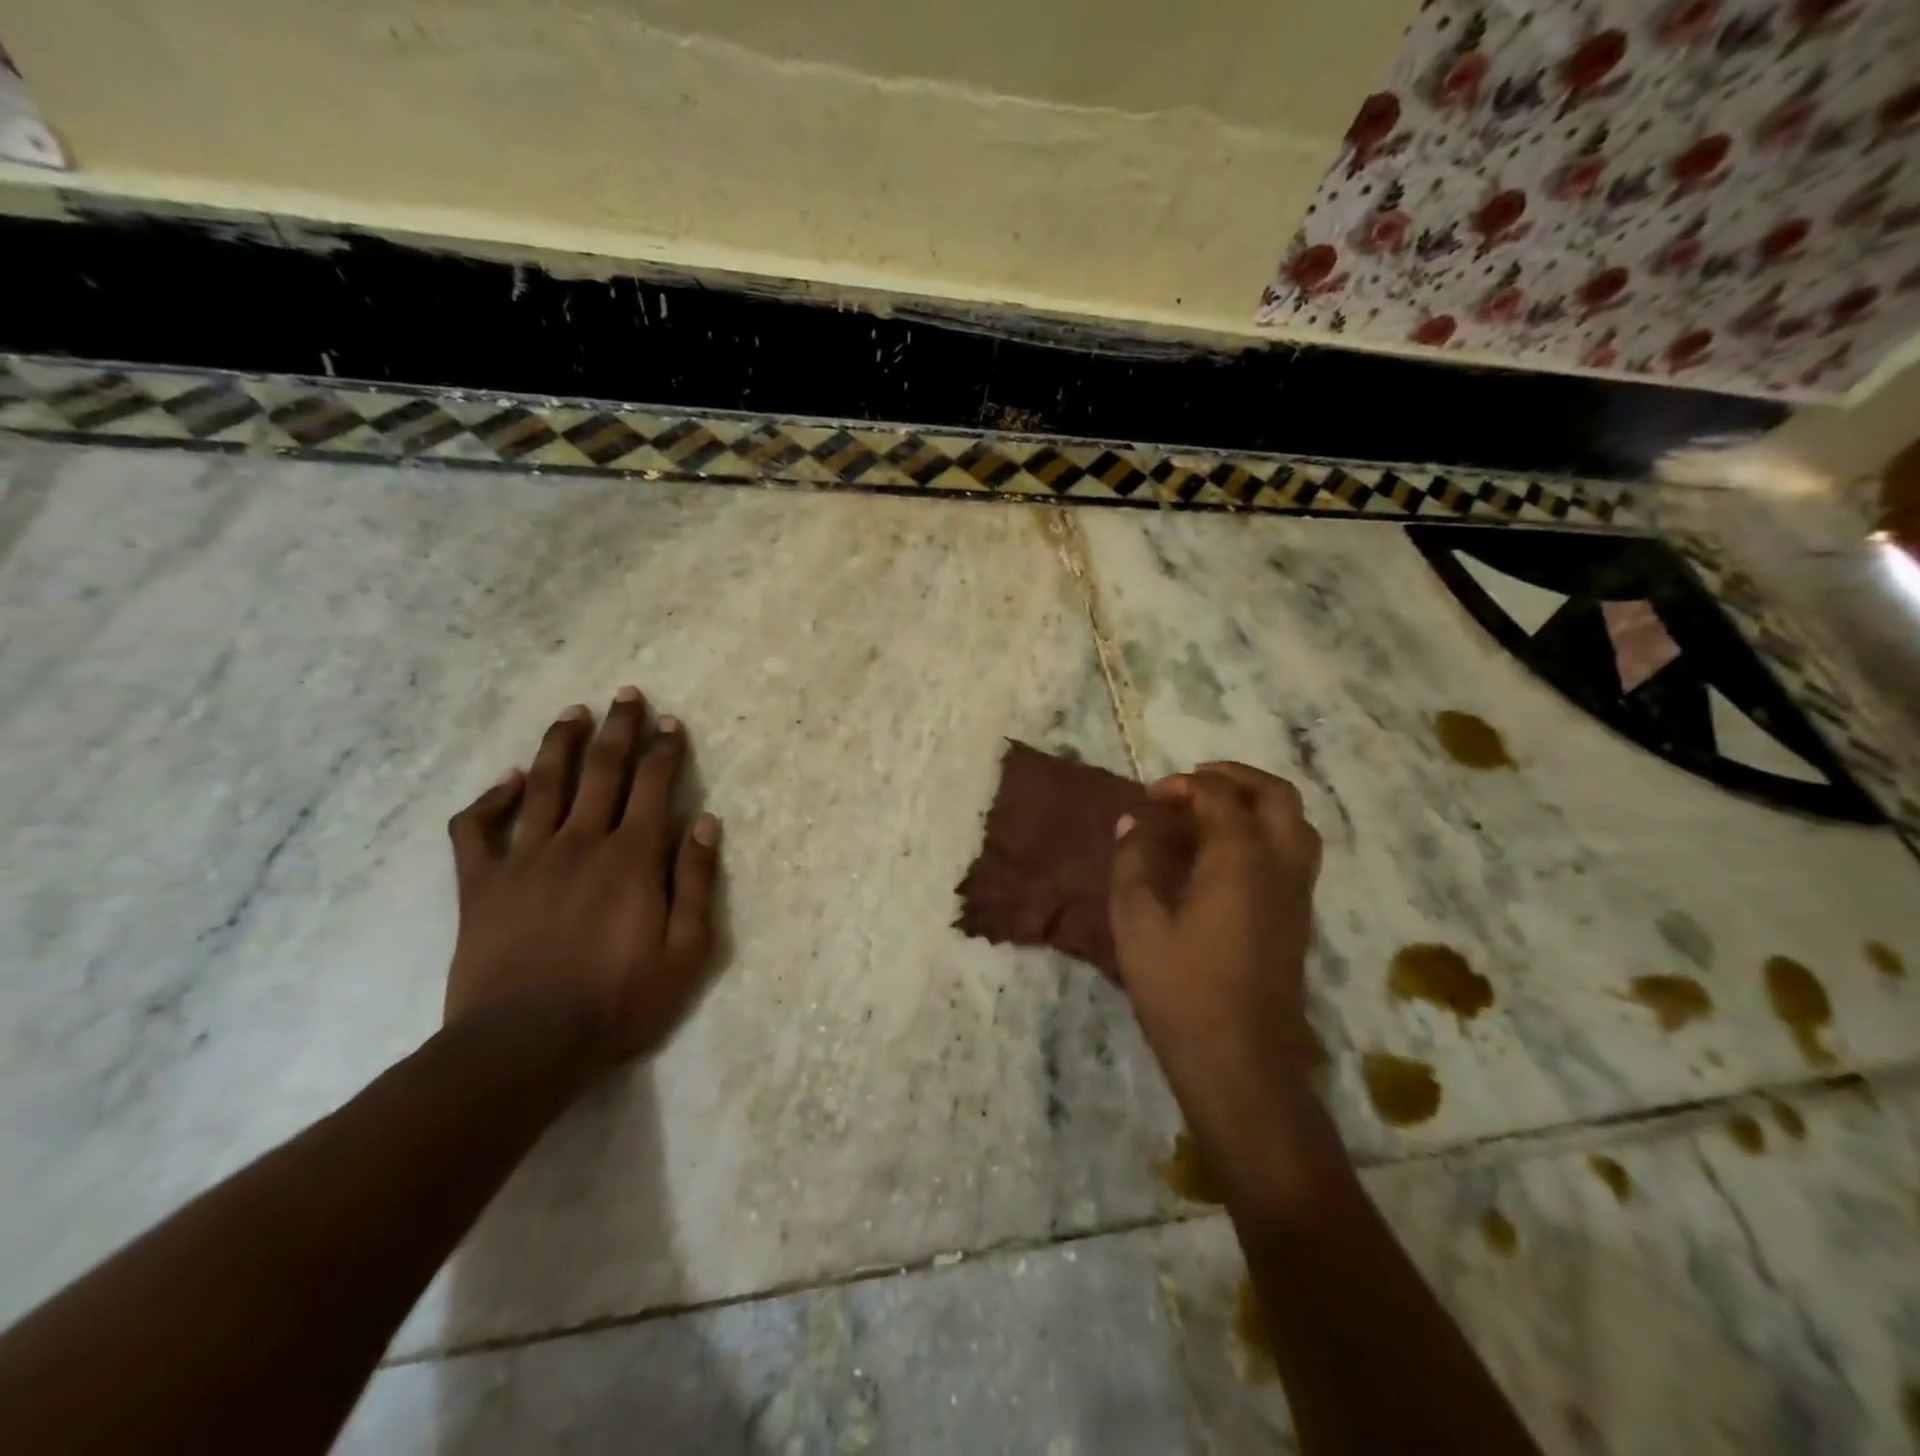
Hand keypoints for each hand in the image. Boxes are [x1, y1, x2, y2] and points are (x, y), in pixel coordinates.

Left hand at [444, 687, 721, 1065]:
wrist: (523, 1048)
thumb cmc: (618, 1002)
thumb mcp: (685, 952)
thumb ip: (696, 883)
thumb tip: (706, 823)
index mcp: (632, 858)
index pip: (654, 786)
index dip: (665, 750)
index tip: (671, 722)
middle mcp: (581, 843)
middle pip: (602, 770)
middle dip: (618, 728)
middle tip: (626, 695)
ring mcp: (526, 859)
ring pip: (544, 785)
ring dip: (560, 744)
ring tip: (573, 713)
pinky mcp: (482, 885)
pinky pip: (478, 830)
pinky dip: (489, 800)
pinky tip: (505, 781)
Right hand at [1109, 763, 1322, 1092]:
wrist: (1241, 1064)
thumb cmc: (1182, 991)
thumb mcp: (1137, 924)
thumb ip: (1132, 864)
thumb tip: (1130, 824)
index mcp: (1242, 859)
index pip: (1219, 795)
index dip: (1182, 786)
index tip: (1148, 800)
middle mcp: (1280, 866)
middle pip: (1277, 795)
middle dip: (1235, 777)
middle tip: (1194, 783)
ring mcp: (1297, 894)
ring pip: (1296, 824)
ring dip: (1258, 803)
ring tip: (1214, 812)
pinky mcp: (1299, 919)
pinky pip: (1294, 853)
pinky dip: (1266, 833)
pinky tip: (1227, 856)